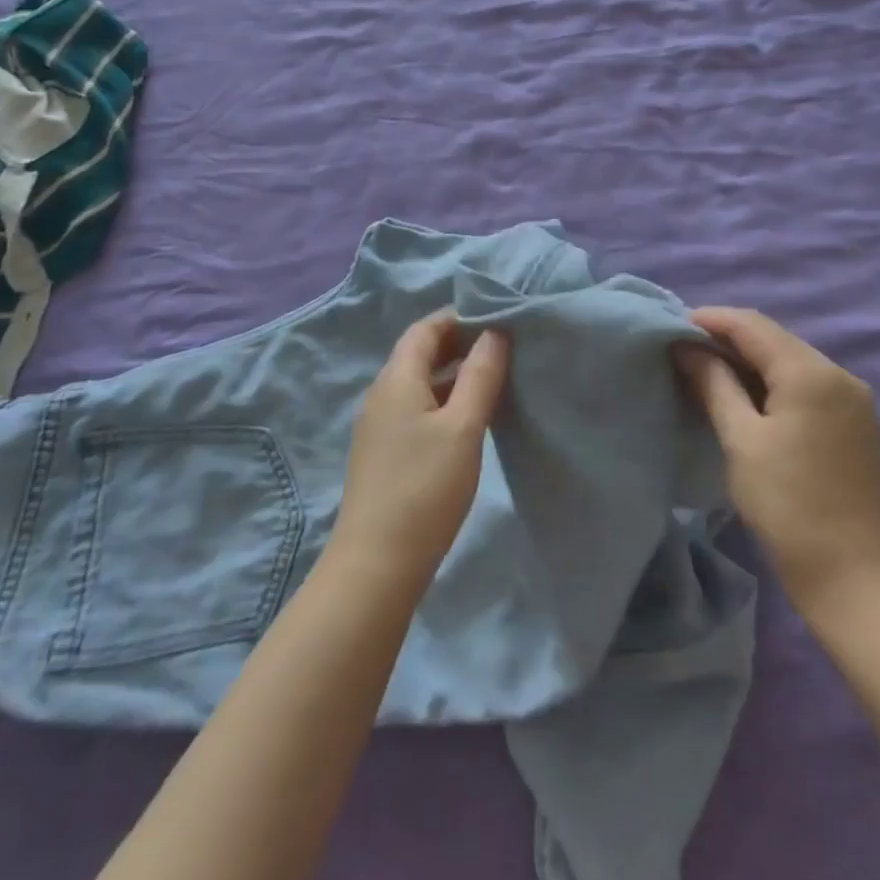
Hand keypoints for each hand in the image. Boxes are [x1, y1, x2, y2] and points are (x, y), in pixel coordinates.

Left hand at [331, 312, 509, 591]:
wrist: (377, 563)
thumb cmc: (425, 488)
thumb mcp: (463, 427)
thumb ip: (480, 375)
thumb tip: (494, 332)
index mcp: (396, 379)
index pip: (425, 329)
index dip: (459, 316)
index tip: (497, 317)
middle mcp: (382, 393)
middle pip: (420, 353)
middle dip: (459, 343)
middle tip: (502, 345)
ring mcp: (379, 424)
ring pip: (419, 382)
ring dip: (453, 374)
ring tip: (494, 377)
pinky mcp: (384, 451)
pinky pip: (416, 408)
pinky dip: (443, 400)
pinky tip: (469, 418)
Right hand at [678, 307, 879, 615]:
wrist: (855, 580)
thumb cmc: (788, 506)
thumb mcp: (741, 440)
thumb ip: (713, 384)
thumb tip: (686, 347)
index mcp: (811, 372)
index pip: (752, 324)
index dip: (710, 320)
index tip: (671, 328)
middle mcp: (839, 374)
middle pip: (774, 339)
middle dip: (728, 339)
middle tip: (684, 351)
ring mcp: (854, 399)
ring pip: (791, 361)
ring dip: (750, 361)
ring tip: (707, 373)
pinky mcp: (857, 423)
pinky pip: (807, 384)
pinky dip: (773, 382)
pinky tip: (747, 398)